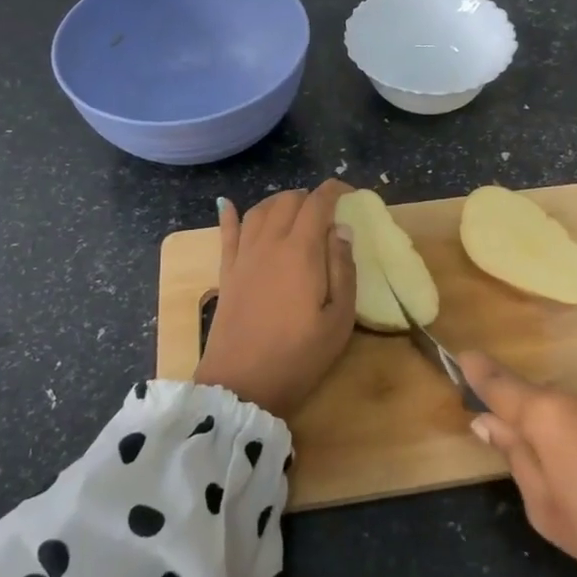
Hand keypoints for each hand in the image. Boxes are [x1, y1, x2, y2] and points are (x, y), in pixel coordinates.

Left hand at [195, 181, 356, 420]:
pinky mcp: (226, 273)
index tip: (349, 193)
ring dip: (280, 202)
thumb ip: (343, 269)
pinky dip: (230, 215)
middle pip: (288, 201)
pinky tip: (228, 205)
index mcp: (301, 250)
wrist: (241, 385)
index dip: (335, 191)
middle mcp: (269, 243)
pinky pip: (227, 233)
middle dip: (310, 197)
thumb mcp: (339, 319)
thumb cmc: (298, 356)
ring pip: (260, 210)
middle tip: (327, 212)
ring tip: (295, 210)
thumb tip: (341, 230)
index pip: (317, 203)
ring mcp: (244, 256)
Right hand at [462, 354, 576, 576]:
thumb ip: (516, 455)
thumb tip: (487, 421)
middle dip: (537, 424)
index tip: (462, 356)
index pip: (502, 384)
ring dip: (575, 431)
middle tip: (548, 473)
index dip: (479, 371)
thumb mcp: (547, 509)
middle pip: (544, 400)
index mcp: (551, 414)